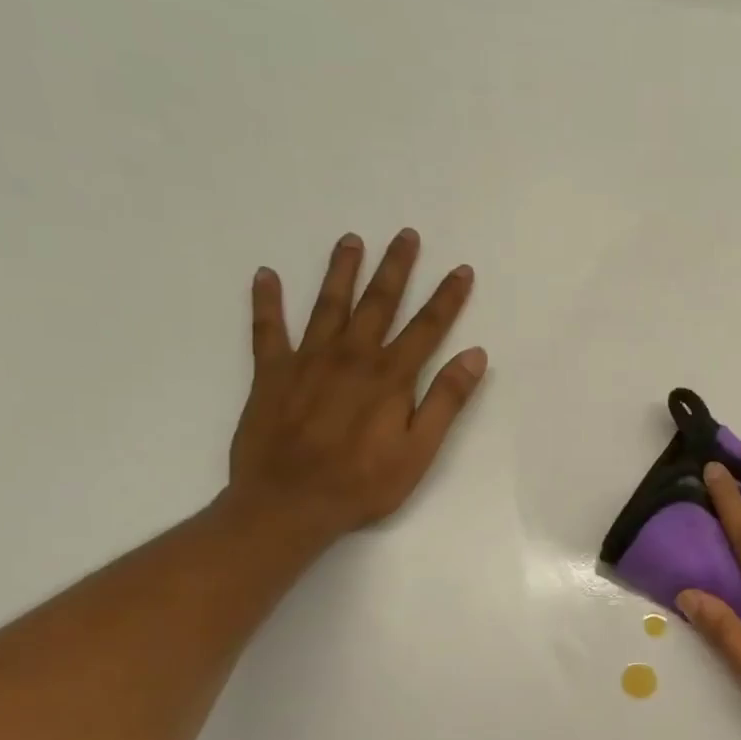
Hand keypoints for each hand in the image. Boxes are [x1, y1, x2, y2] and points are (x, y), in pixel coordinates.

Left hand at [227, 228, 486, 541]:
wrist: (288, 504)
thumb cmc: (363, 484)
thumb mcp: (419, 450)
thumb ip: (446, 401)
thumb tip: (474, 355)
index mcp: (390, 377)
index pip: (427, 328)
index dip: (447, 298)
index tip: (461, 270)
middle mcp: (351, 357)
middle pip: (378, 303)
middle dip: (396, 268)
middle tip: (406, 235)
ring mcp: (307, 361)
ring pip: (328, 304)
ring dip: (341, 271)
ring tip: (352, 240)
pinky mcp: (271, 374)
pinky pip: (267, 329)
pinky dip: (266, 301)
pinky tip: (266, 276)